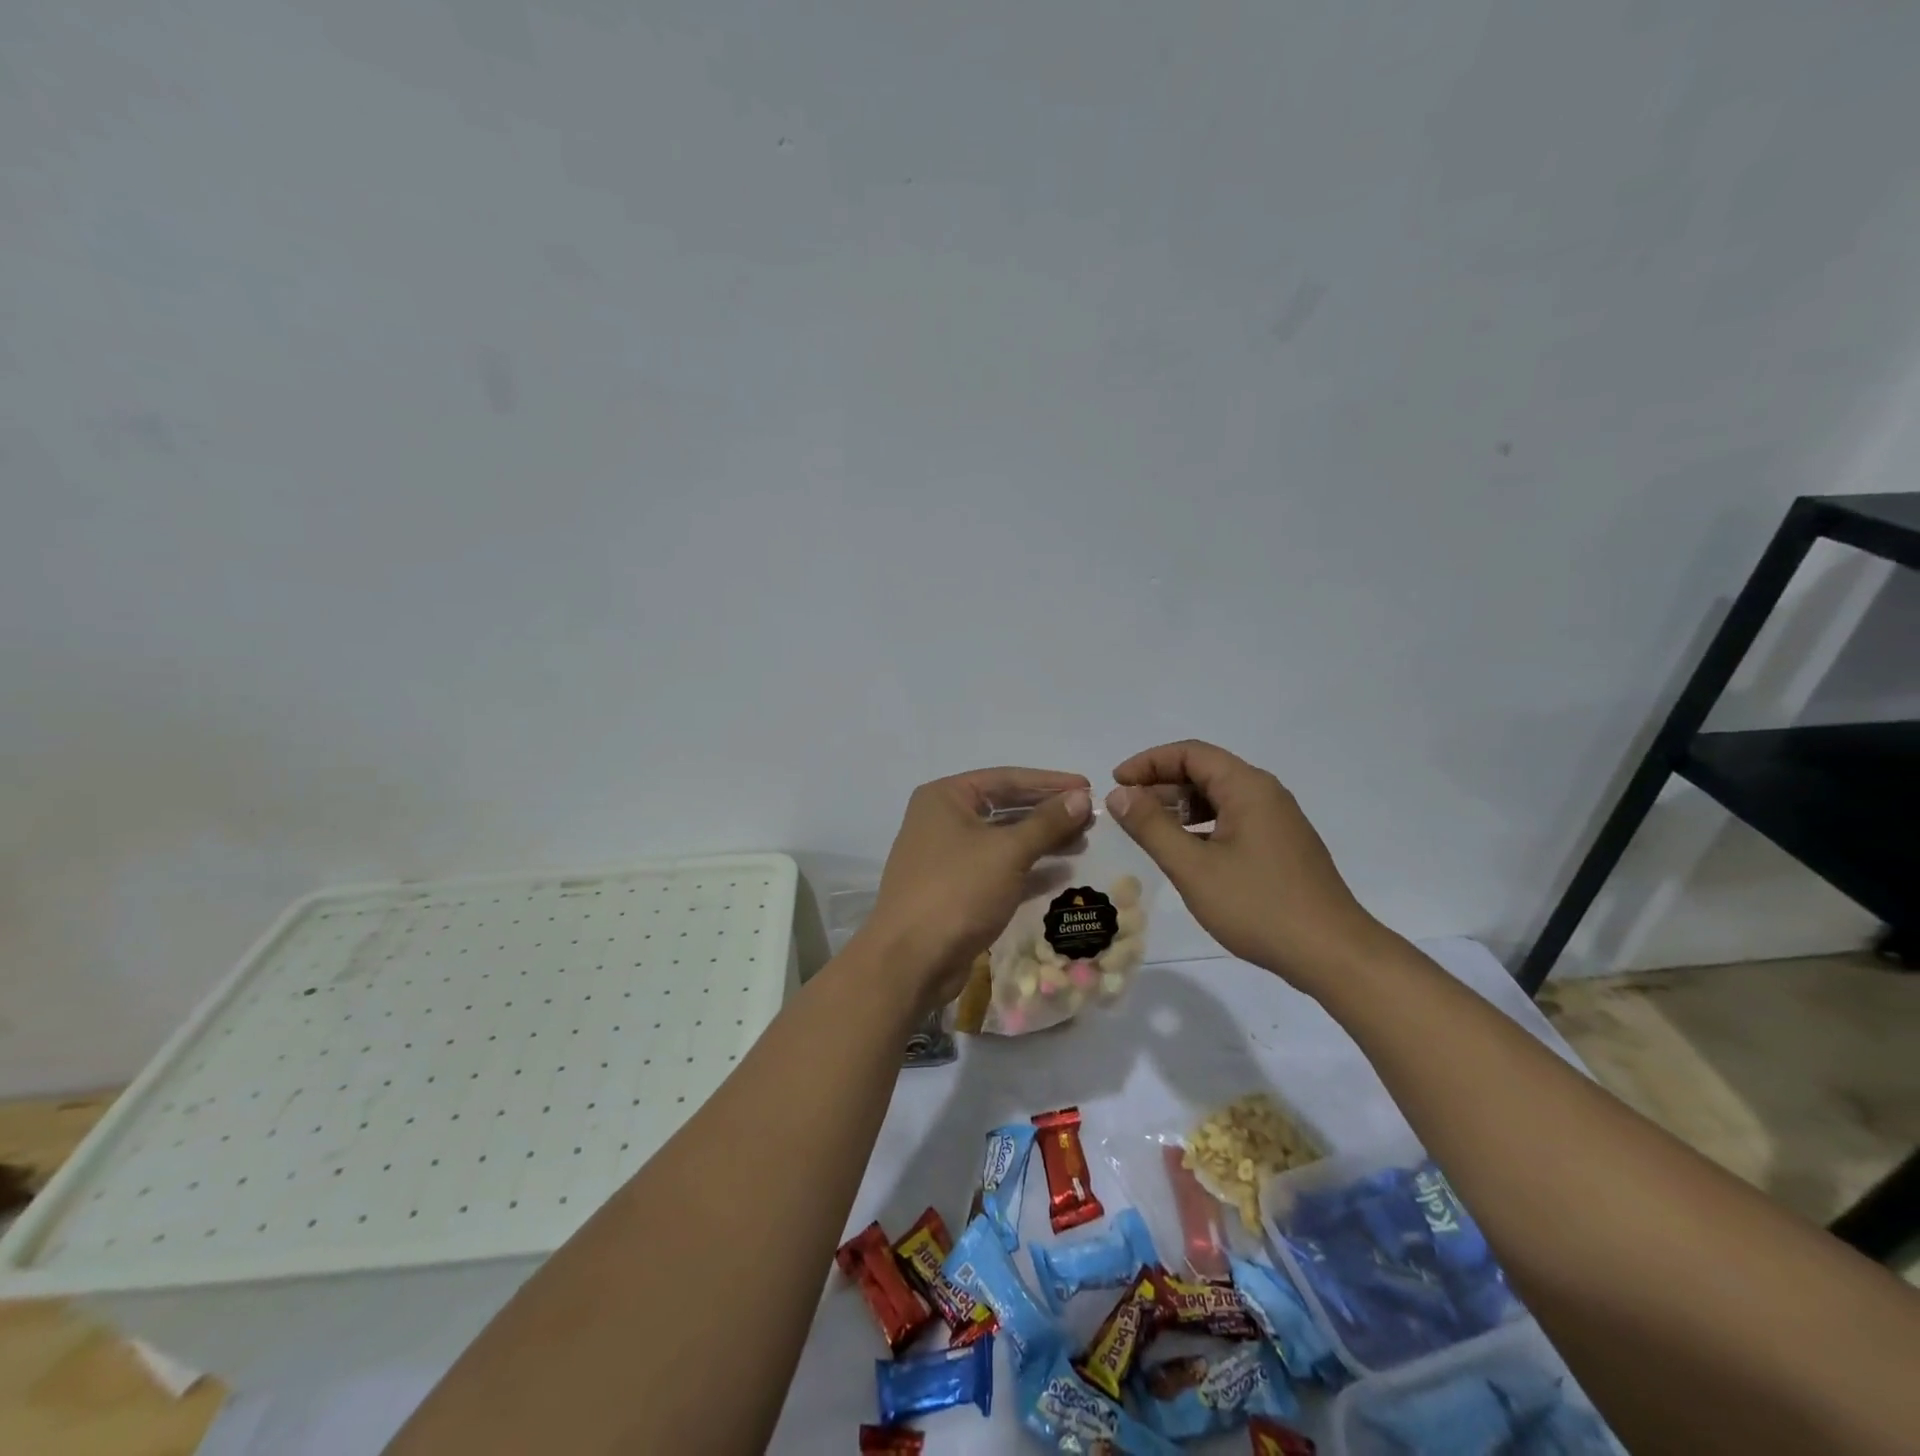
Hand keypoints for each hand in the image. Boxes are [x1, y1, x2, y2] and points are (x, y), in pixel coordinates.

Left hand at [861, 767, 1092, 1008]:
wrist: (911, 960)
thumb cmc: (958, 890)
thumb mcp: (1008, 852)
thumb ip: (1047, 823)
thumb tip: (1081, 798)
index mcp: (945, 797)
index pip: (1006, 778)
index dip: (1049, 782)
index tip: (1087, 786)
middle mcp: (942, 820)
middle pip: (1004, 808)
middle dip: (1047, 813)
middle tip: (1090, 819)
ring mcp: (946, 857)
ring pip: (1002, 840)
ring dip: (1041, 841)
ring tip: (1082, 843)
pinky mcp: (955, 890)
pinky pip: (997, 869)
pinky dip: (1027, 869)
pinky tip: (1061, 874)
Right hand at [1104, 740, 1381, 990]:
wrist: (1332, 954)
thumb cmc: (1258, 906)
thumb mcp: (1193, 867)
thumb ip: (1151, 827)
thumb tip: (1119, 794)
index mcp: (1247, 788)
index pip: (1190, 753)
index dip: (1148, 762)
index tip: (1117, 783)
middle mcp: (1266, 794)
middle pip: (1206, 771)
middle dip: (1162, 784)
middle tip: (1127, 811)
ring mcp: (1278, 821)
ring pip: (1219, 798)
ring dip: (1181, 807)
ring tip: (1150, 831)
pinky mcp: (1282, 847)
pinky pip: (1234, 820)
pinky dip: (1203, 826)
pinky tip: (1186, 853)